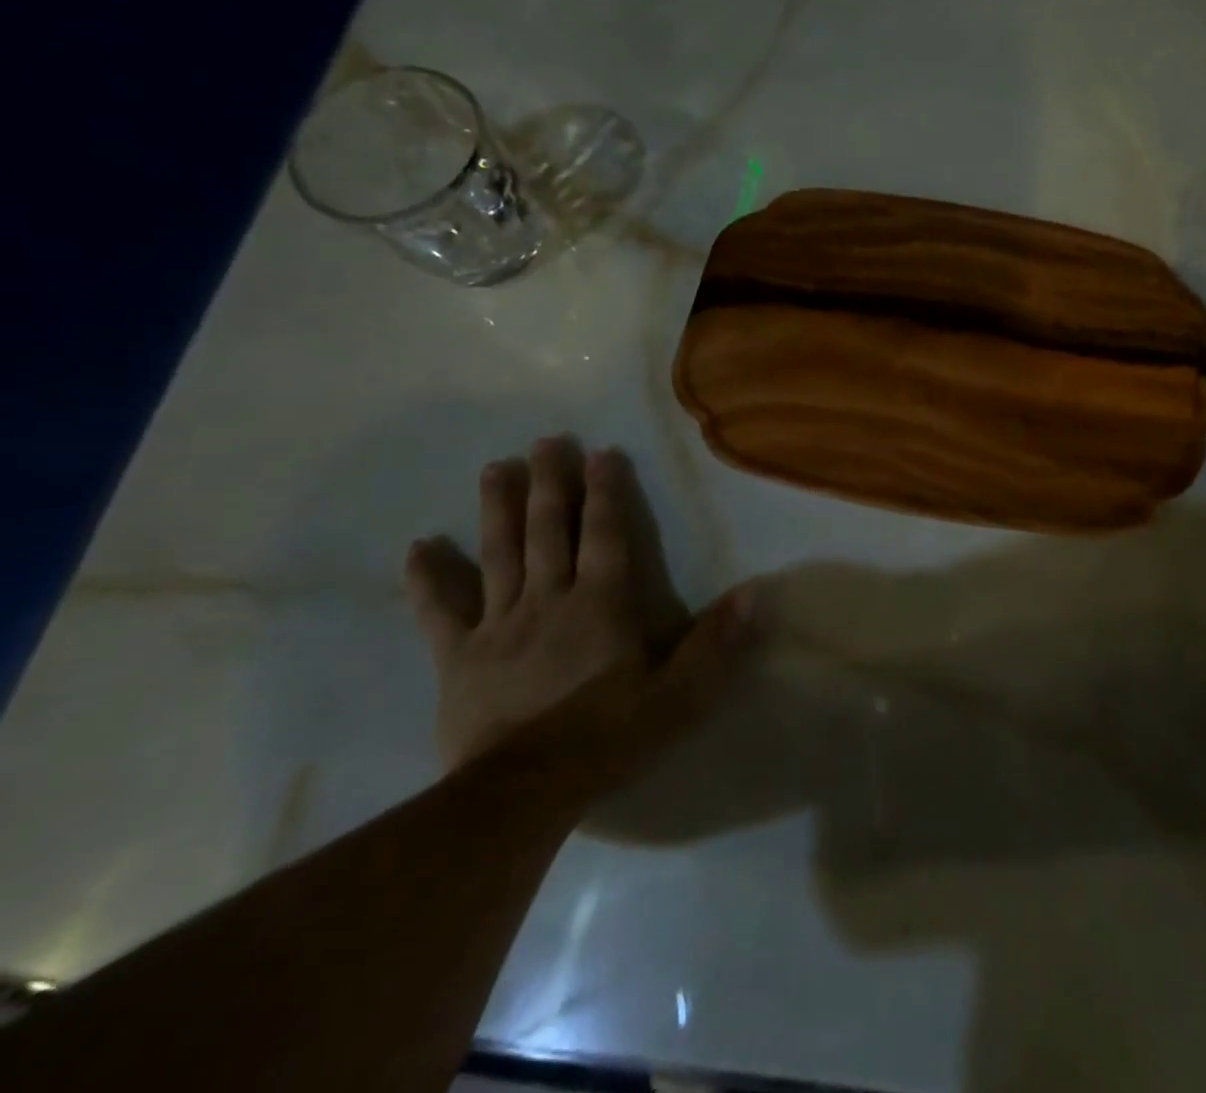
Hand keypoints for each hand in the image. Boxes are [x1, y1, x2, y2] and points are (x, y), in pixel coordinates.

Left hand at [405, 436, 758, 787]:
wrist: (521, 795)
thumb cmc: (608, 739)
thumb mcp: (679, 696)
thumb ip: (717, 644)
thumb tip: (756, 593)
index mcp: (601, 604)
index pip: (606, 534)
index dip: (606, 492)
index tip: (601, 452)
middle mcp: (550, 600)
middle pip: (548, 530)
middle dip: (550, 483)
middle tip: (545, 441)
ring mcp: (500, 625)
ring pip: (499, 554)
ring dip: (498, 509)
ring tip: (495, 468)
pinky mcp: (459, 657)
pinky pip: (440, 611)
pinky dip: (429, 578)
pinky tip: (418, 547)